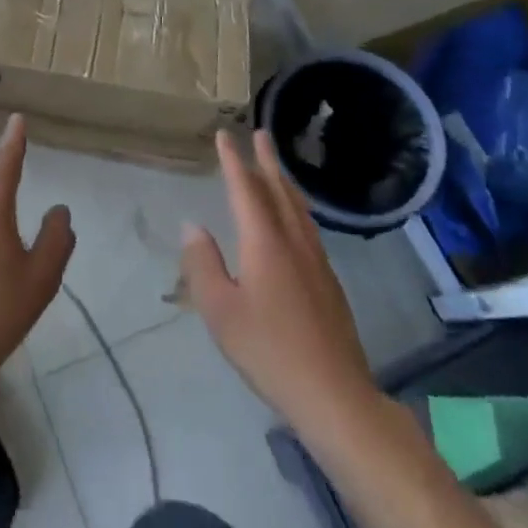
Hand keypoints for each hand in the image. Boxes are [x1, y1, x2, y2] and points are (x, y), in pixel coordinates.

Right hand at [182, 130, 381, 439]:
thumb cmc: (269, 351)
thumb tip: (193, 227)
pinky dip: (296, 207)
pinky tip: (295, 218)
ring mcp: (316, 262)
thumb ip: (203, 265)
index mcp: (265, 244)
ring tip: (276, 166)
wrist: (334, 394)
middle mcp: (294, 243)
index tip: (225, 135)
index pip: (246, 191)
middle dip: (267, 161)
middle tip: (260, 133)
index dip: (234, 161)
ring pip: (298, 209)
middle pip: (279, 191)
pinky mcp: (329, 282)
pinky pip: (308, 227)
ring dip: (284, 181)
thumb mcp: (220, 311)